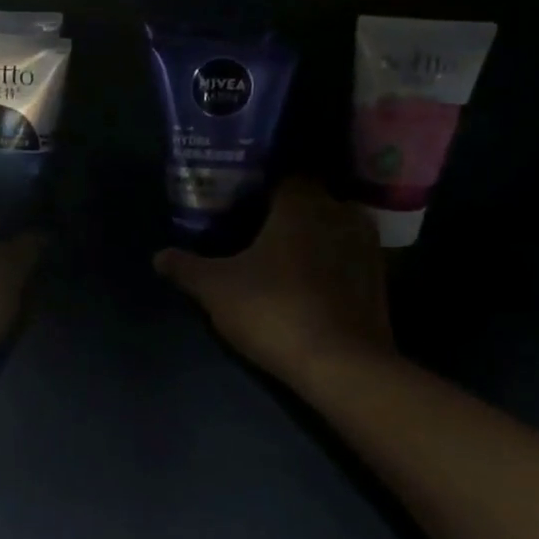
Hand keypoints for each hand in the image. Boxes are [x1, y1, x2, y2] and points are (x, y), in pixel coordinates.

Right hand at [155, 179, 392, 383]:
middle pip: (307, 200)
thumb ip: (186, 267)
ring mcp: (366, 245)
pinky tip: (308, 282)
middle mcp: (340, 212)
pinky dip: (329, 262)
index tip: (237, 199)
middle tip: (253, 228)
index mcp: (301, 202)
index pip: (281, 174)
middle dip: (283, 211)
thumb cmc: (273, 310)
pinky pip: (347, 256)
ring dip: (310, 237)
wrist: (341, 364)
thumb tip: (159, 256)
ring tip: (280, 255)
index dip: (258, 184)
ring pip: (330, 228)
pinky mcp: (380, 278)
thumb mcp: (215, 289)